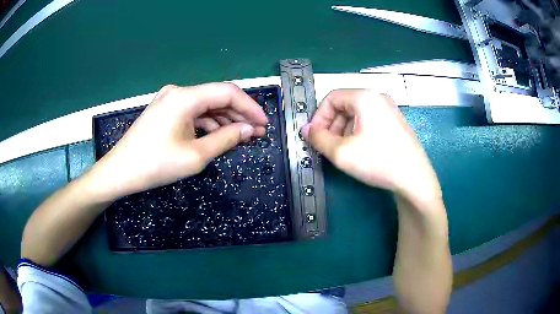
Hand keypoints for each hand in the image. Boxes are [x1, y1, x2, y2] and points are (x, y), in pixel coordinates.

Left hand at [88, 83, 267, 201]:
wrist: (120, 172)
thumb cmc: (156, 165)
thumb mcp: (196, 156)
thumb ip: (226, 139)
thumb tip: (248, 130)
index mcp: (185, 97)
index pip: (227, 93)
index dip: (250, 107)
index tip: (264, 124)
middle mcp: (178, 92)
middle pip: (217, 97)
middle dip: (239, 115)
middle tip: (256, 133)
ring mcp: (170, 100)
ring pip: (206, 106)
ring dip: (224, 120)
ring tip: (241, 137)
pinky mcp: (165, 110)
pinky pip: (193, 113)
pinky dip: (208, 124)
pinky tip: (218, 136)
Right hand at [303, 89, 440, 206]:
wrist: (415, 179)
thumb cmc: (378, 161)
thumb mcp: (341, 152)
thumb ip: (319, 138)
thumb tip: (306, 130)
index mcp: (365, 97)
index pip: (331, 97)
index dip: (318, 117)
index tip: (315, 137)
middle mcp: (378, 98)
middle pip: (344, 105)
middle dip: (331, 125)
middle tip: (327, 147)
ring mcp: (389, 109)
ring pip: (356, 114)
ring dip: (343, 130)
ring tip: (342, 151)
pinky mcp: (395, 122)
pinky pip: (368, 121)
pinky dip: (357, 132)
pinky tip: (358, 151)